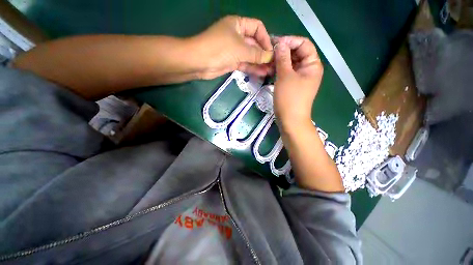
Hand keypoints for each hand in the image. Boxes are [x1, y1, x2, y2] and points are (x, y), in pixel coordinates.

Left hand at [190, 16, 273, 78]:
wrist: (199, 62)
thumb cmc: (220, 48)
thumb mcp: (240, 48)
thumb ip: (256, 53)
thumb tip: (270, 56)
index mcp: (238, 25)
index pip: (257, 28)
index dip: (265, 38)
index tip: (271, 51)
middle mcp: (237, 36)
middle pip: (255, 44)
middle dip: (264, 54)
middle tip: (274, 64)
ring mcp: (234, 50)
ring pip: (250, 56)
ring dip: (260, 63)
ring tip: (270, 71)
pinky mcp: (232, 62)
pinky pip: (245, 64)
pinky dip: (252, 68)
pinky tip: (262, 73)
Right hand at [273, 36, 322, 127]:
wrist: (290, 120)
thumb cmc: (289, 98)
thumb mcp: (285, 76)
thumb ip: (283, 58)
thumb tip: (280, 43)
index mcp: (312, 64)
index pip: (304, 44)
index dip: (290, 41)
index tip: (275, 42)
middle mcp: (308, 69)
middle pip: (297, 53)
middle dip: (283, 51)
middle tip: (269, 51)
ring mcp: (300, 78)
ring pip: (290, 63)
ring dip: (279, 61)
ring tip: (267, 60)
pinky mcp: (292, 85)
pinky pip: (287, 73)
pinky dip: (279, 70)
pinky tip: (269, 69)